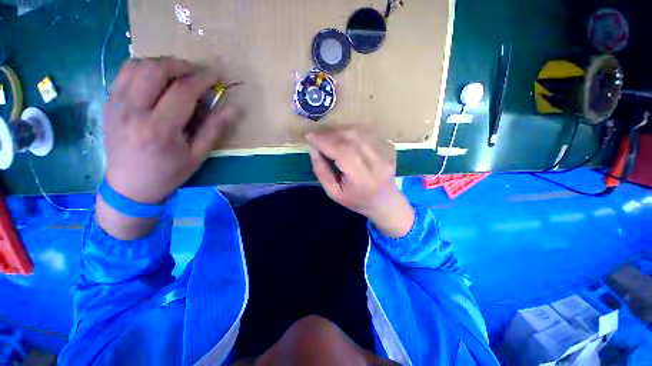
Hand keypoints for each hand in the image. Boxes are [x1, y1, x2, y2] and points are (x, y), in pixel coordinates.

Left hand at [104, 57, 231, 203]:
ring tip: (178, 74)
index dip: (202, 79)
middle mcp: (134, 111)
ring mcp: (117, 105)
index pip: (182, 91)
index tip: (216, 76)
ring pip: (137, 66)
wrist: (130, 185)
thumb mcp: (198, 156)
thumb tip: (230, 109)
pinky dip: (144, 68)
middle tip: (197, 73)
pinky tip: (157, 80)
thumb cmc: (169, 173)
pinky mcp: (110, 103)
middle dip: (181, 66)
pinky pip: (125, 72)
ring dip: (162, 64)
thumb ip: (213, 130)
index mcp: (159, 129)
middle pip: (156, 70)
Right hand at [306, 128, 413, 237]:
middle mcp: (377, 162)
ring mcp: (386, 153)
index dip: (324, 141)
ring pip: (358, 132)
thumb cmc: (357, 200)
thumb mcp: (334, 193)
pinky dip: (351, 133)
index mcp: (362, 178)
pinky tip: (345, 140)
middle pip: (350, 138)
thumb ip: (322, 172)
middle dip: (330, 134)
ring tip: (329, 138)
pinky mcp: (389, 147)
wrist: (385, 201)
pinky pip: (366, 133)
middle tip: (318, 137)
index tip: (309, 137)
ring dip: (339, 131)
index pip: (342, 152)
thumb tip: (314, 150)